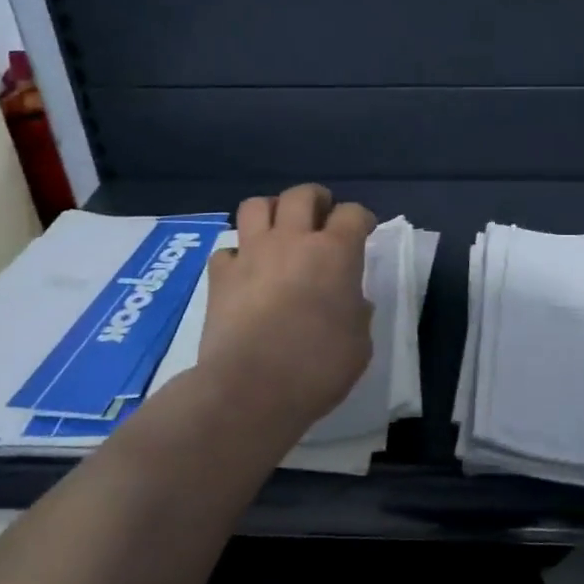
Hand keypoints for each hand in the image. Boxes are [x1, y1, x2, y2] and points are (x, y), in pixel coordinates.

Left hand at [200, 183, 375, 430]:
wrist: (251, 388)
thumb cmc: (318, 367)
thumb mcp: (359, 343)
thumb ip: (357, 312)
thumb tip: (351, 302)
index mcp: (335, 252)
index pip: (352, 213)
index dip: (361, 218)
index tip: (364, 230)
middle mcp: (292, 240)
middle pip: (301, 195)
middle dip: (315, 200)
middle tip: (321, 217)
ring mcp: (251, 254)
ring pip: (256, 205)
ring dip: (271, 212)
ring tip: (278, 231)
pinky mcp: (220, 276)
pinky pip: (226, 250)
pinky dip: (236, 256)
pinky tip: (244, 272)